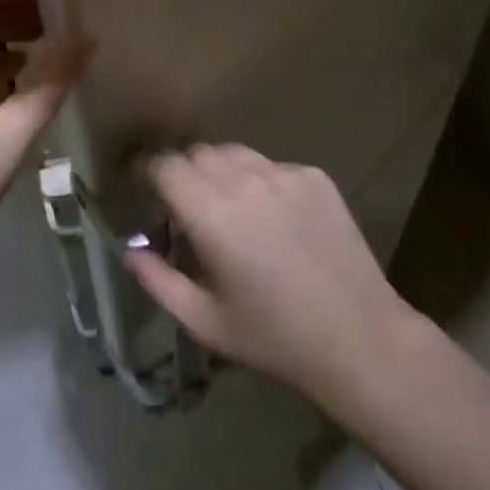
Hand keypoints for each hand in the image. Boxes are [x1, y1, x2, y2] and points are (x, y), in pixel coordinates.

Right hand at [125, 144, 415, 402]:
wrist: (359, 338)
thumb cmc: (274, 337)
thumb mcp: (206, 323)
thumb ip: (159, 281)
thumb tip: (130, 249)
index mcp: (211, 212)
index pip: (165, 163)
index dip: (148, 166)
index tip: (140, 178)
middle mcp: (243, 179)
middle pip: (196, 151)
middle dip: (182, 169)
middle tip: (184, 201)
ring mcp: (282, 172)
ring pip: (234, 152)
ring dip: (220, 169)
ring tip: (228, 205)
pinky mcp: (312, 174)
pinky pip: (272, 166)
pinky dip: (261, 182)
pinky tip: (274, 219)